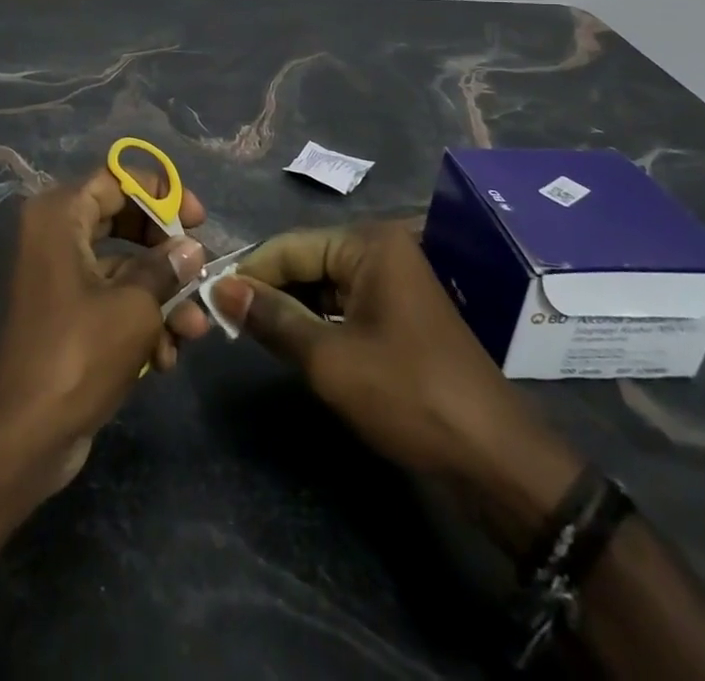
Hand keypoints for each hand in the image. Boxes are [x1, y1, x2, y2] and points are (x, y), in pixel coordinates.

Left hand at [0, 168, 210, 502]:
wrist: (20, 436)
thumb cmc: (77, 353)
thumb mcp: (134, 307)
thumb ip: (166, 269)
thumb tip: (191, 249)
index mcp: (59, 216)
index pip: (115, 179)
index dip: (160, 193)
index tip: (197, 218)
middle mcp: (53, 237)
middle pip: (122, 222)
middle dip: (166, 252)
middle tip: (200, 267)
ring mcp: (57, 278)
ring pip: (121, 269)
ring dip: (161, 297)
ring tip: (194, 330)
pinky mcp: (64, 317)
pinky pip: (109, 301)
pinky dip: (139, 321)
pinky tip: (166, 357)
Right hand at [210, 222, 580, 538]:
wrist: (495, 460)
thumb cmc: (408, 396)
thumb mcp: (329, 359)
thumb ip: (272, 318)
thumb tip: (220, 289)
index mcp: (369, 244)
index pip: (289, 246)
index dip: (249, 272)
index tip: (209, 299)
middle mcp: (382, 250)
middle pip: (306, 261)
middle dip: (268, 290)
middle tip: (226, 321)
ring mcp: (394, 282)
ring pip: (322, 285)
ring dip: (290, 308)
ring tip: (250, 333)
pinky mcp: (399, 314)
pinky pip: (344, 305)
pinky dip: (316, 322)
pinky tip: (292, 344)